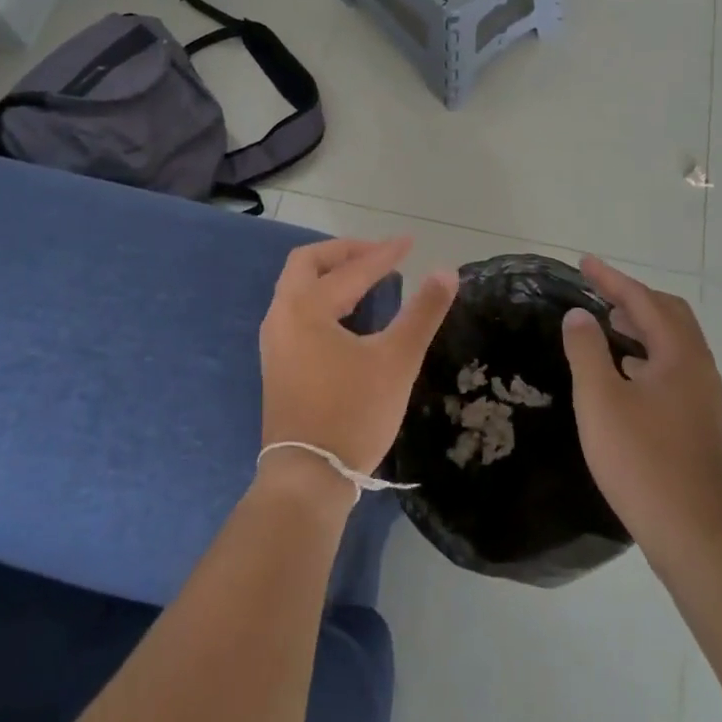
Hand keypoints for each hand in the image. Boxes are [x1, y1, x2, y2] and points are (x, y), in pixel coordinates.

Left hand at [259, 237, 457, 481]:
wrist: (308, 477)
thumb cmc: (353, 414)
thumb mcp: (397, 360)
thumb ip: (422, 312)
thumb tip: (446, 271)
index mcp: (306, 307)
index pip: (351, 270)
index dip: (384, 254)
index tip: (411, 244)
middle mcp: (282, 314)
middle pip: (307, 263)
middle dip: (345, 253)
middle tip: (378, 255)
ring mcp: (274, 340)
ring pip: (297, 287)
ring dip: (330, 274)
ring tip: (367, 280)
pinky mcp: (276, 362)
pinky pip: (296, 309)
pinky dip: (321, 297)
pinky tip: (347, 315)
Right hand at [562, 257, 721, 559]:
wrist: (697, 538)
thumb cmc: (642, 462)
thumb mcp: (600, 400)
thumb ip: (586, 350)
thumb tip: (579, 315)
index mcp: (679, 356)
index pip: (644, 300)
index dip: (611, 279)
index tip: (583, 263)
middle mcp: (699, 369)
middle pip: (669, 315)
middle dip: (632, 297)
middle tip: (597, 292)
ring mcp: (704, 398)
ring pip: (673, 343)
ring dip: (641, 325)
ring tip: (606, 325)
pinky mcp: (700, 423)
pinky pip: (673, 368)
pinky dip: (647, 354)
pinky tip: (624, 374)